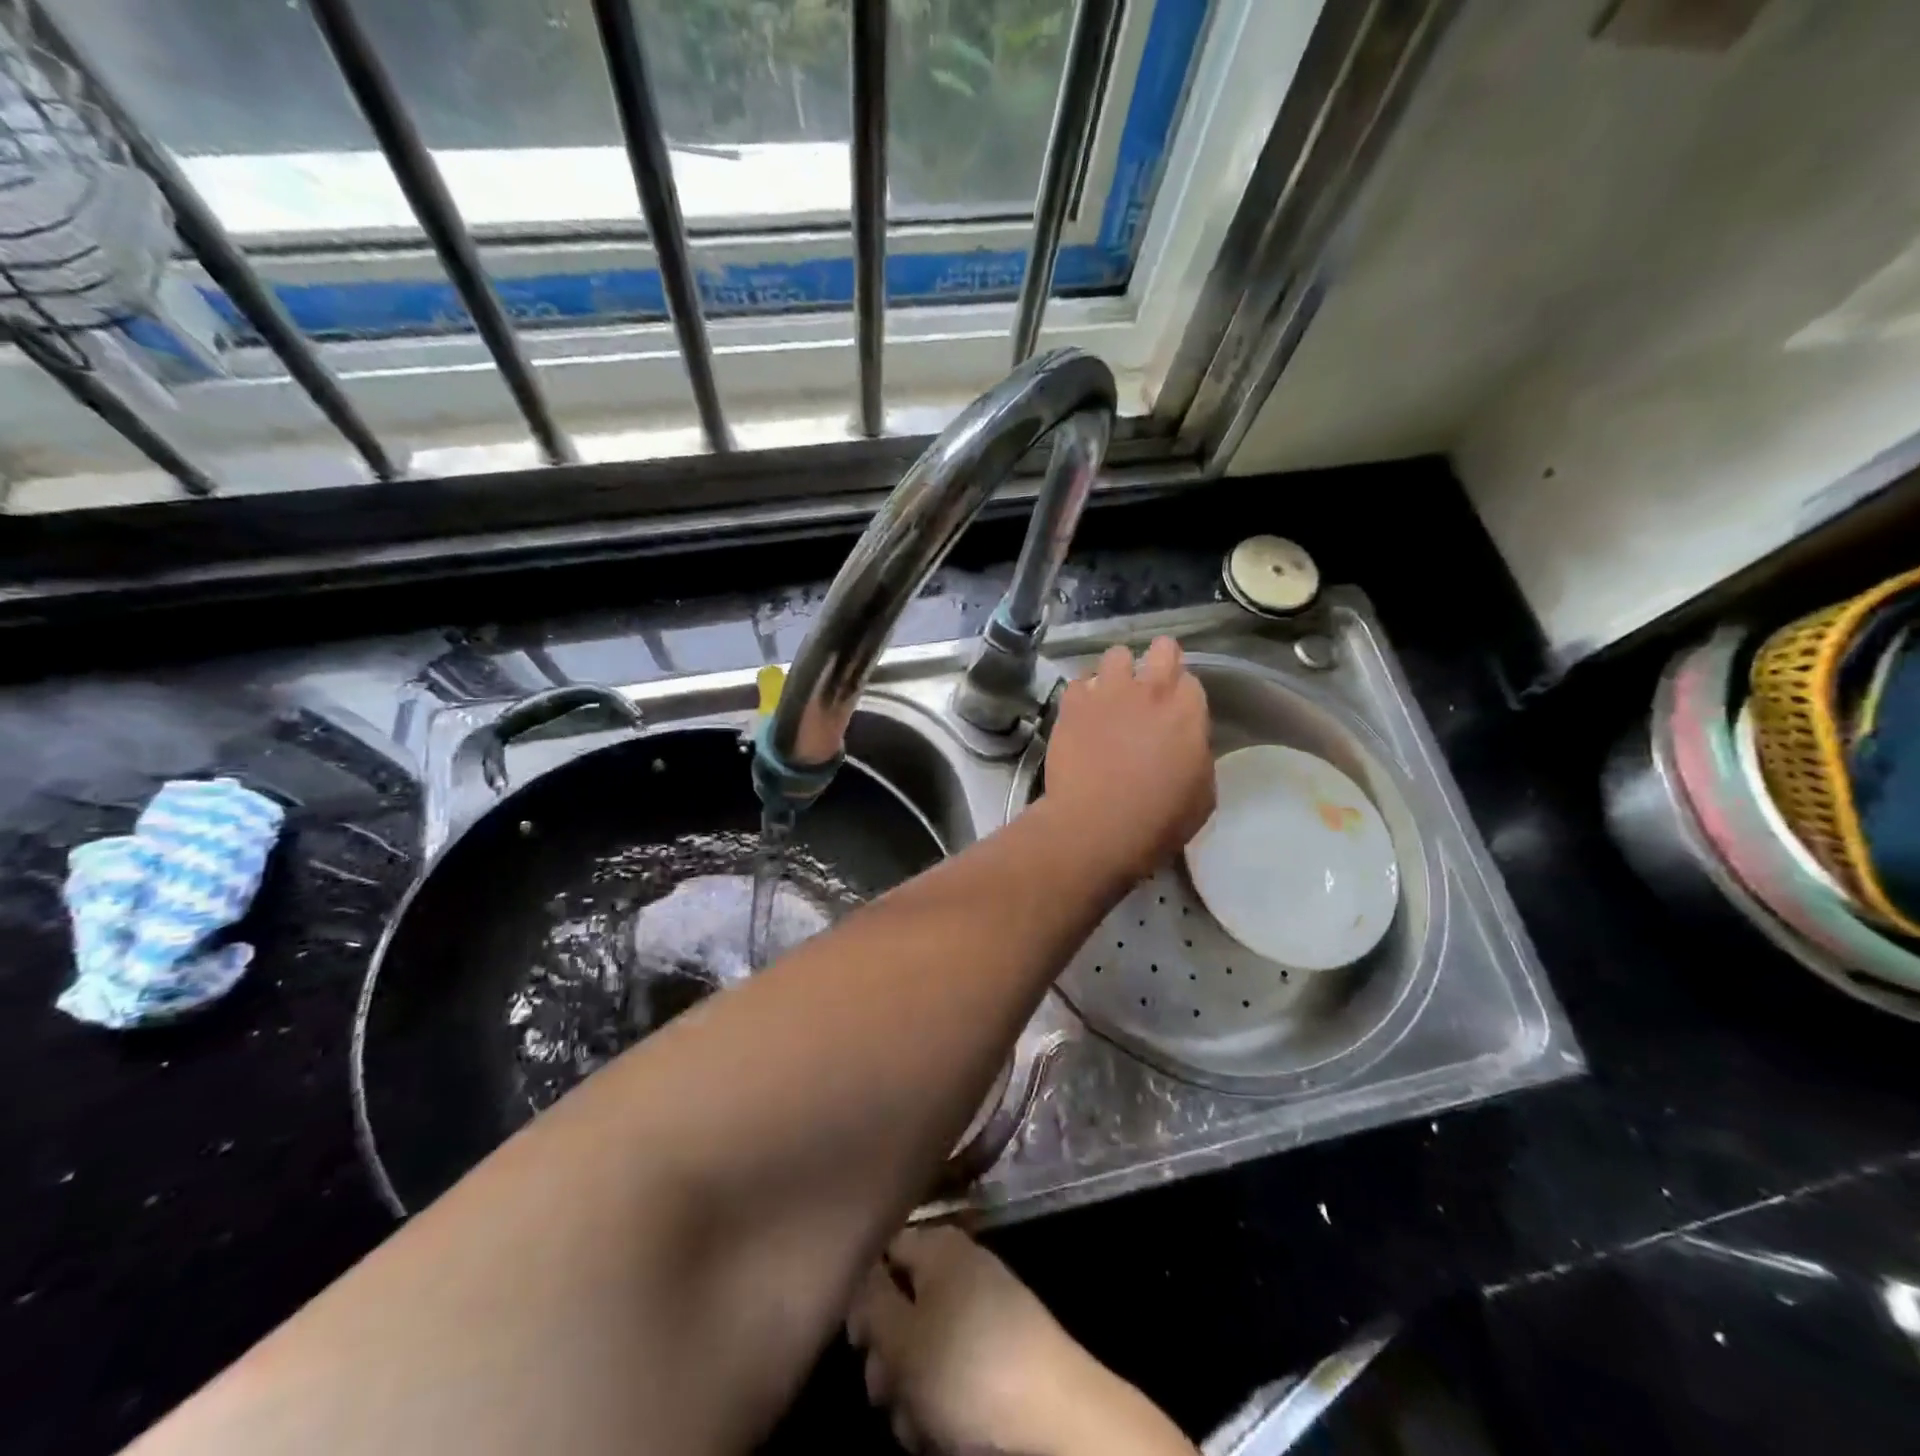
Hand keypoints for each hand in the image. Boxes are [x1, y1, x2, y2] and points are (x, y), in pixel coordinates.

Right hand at [845, 1226, 1195, 1455]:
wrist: (1054, 1414)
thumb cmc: (967, 1368)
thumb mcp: (902, 1337)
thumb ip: (870, 1302)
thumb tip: (859, 1278)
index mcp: (938, 1245)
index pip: (883, 1252)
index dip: (862, 1294)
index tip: (858, 1342)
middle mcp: (959, 1264)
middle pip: (901, 1303)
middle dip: (886, 1357)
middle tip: (885, 1396)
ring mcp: (983, 1305)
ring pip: (924, 1343)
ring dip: (910, 1389)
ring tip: (917, 1427)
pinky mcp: (1000, 1346)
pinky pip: (953, 1365)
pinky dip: (940, 1398)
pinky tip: (940, 1435)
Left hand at [1043, 638, 1214, 880]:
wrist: (1096, 825)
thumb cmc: (1158, 820)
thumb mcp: (1202, 795)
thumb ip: (1197, 756)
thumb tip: (1186, 746)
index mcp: (1187, 711)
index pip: (1191, 680)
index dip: (1182, 695)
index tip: (1175, 712)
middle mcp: (1150, 690)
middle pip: (1161, 649)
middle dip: (1158, 660)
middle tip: (1149, 686)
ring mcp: (1107, 692)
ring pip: (1115, 655)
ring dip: (1117, 672)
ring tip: (1111, 697)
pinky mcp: (1072, 704)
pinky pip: (1078, 683)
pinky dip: (1082, 695)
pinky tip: (1081, 714)